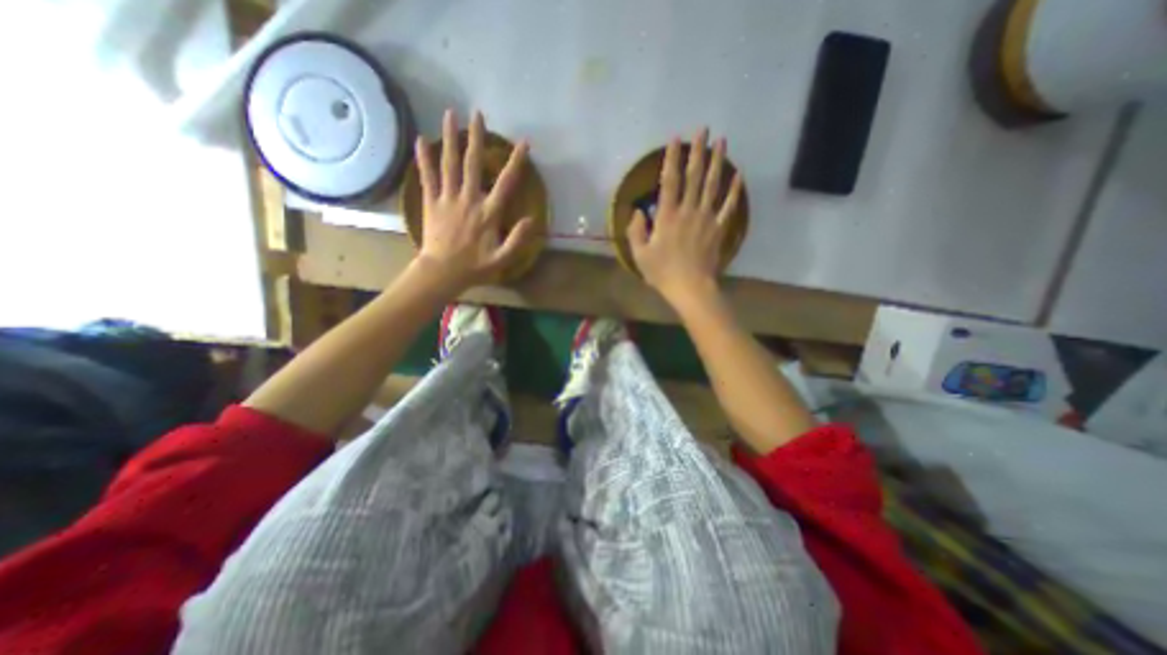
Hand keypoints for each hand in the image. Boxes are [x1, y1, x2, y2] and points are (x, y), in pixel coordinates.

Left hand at [412, 109, 534, 291]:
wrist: (442, 272)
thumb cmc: (475, 267)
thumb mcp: (502, 259)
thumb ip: (518, 240)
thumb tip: (532, 219)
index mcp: (488, 213)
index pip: (505, 183)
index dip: (516, 163)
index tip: (524, 144)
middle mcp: (468, 199)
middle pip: (473, 164)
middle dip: (476, 138)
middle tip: (477, 113)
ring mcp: (447, 199)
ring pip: (449, 164)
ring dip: (450, 138)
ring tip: (449, 114)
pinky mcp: (431, 202)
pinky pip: (427, 176)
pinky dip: (424, 158)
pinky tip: (421, 139)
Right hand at [635, 128, 741, 306]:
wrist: (690, 287)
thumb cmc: (662, 272)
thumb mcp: (640, 254)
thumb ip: (635, 230)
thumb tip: (637, 211)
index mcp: (668, 216)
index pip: (670, 181)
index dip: (672, 159)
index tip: (675, 140)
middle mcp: (688, 211)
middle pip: (694, 177)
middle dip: (697, 151)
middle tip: (703, 130)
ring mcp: (706, 219)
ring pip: (713, 185)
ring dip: (717, 162)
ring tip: (722, 141)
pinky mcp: (719, 228)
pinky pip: (728, 206)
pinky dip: (734, 190)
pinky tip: (739, 175)